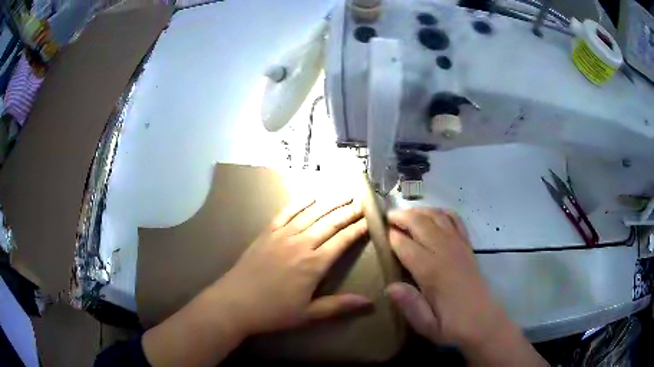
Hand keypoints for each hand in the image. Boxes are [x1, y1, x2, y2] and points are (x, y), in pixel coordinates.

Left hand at [214, 196, 371, 335]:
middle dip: (348, 211)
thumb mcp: (309, 314)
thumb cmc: (273, 312)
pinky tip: (310, 196)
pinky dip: (299, 203)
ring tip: (343, 194)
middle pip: (330, 222)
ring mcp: (282, 236)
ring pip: (311, 214)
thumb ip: (339, 305)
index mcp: (314, 264)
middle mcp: (301, 244)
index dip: (358, 229)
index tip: (371, 219)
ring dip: (329, 202)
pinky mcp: (267, 233)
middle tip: (362, 202)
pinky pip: (286, 213)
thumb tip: (369, 302)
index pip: (342, 241)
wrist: (234, 302)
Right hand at [385, 207, 502, 347]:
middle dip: (402, 216)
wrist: (484, 322)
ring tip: (406, 212)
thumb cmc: (452, 326)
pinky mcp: (468, 246)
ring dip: (420, 211)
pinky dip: (443, 212)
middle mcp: (445, 252)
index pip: (406, 245)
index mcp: (432, 272)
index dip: (391, 237)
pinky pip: (456, 221)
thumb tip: (389, 287)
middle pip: (420, 224)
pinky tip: (435, 213)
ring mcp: (459, 246)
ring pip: (437, 217)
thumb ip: (410, 305)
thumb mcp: (427, 325)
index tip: (379, 233)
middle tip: (387, 216)